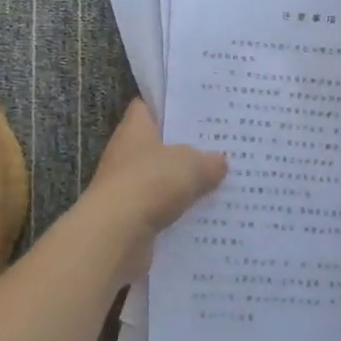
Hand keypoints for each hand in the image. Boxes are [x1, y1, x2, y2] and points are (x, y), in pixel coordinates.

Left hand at [86, 100, 227, 271]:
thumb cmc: (150, 183)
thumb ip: (209, 160)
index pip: (149, 106)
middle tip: (223, 146)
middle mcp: (127, 155)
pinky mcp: (133, 219)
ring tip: (224, 182)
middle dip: (189, 148)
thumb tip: (220, 161)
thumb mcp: (191, 164)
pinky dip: (182, 214)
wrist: (116, 235)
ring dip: (188, 185)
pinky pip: (164, 211)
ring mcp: (128, 188)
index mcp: (135, 129)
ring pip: (164, 181)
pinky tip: (210, 215)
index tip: (199, 107)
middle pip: (160, 146)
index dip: (171, 104)